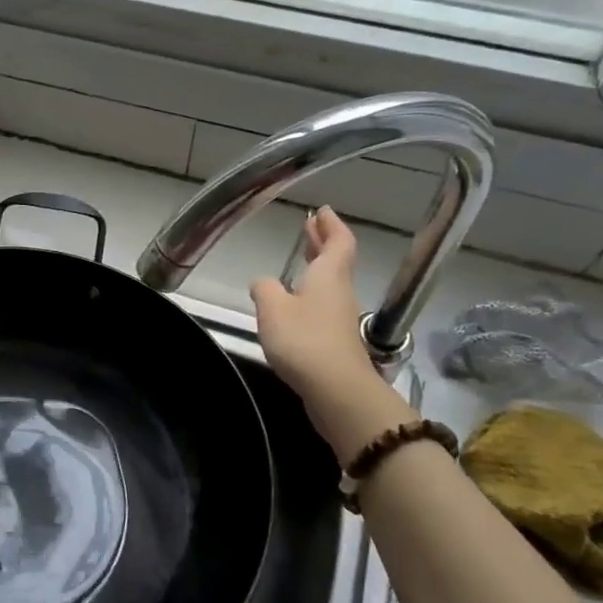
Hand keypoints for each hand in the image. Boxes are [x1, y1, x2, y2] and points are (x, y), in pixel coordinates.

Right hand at [250, 207, 374, 395]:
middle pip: (336, 261)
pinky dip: (311, 294)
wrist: (336, 390)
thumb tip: (262, 282)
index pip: (338, 241)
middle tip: (310, 228)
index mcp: (328, 275)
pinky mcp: (335, 341)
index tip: (322, 211)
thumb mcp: (272, 308)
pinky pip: (323, 306)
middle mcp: (339, 292)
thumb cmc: (304, 340)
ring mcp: (339, 318)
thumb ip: (264, 289)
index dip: (331, 225)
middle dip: (323, 243)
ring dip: (317, 268)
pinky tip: (294, 303)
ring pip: (330, 283)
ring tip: (300, 261)